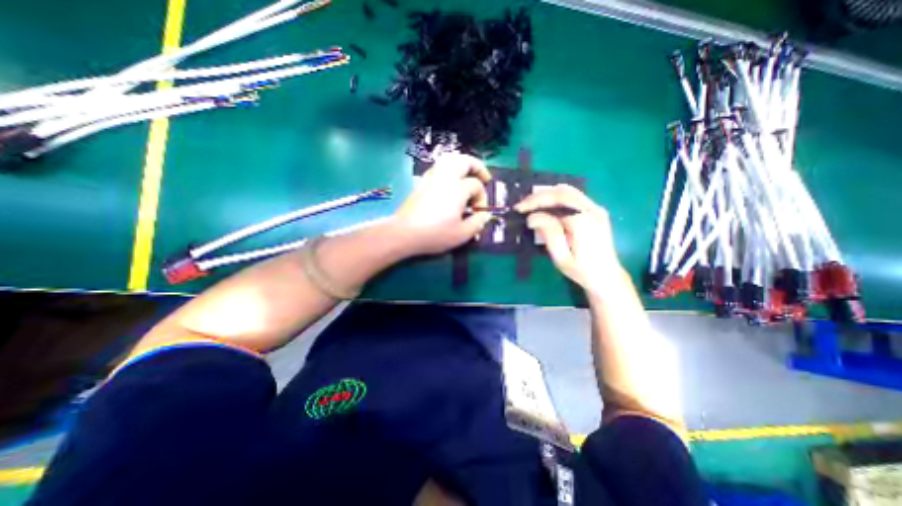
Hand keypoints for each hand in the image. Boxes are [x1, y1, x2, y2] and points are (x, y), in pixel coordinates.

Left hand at [396, 152, 491, 256]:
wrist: (404, 233)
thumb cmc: (435, 234)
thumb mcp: (462, 234)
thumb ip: (477, 223)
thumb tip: (484, 215)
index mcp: (457, 188)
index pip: (476, 186)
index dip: (482, 198)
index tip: (479, 212)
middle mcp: (445, 178)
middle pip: (464, 161)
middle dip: (477, 167)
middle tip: (484, 178)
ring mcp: (431, 178)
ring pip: (449, 160)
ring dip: (462, 165)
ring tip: (468, 176)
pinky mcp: (421, 183)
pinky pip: (438, 168)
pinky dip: (449, 170)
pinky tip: (450, 183)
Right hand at [518, 185, 624, 292]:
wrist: (607, 276)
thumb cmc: (581, 271)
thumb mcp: (562, 258)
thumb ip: (549, 234)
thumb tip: (533, 217)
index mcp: (584, 223)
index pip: (557, 202)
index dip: (535, 202)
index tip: (519, 209)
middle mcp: (592, 211)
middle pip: (563, 192)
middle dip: (539, 196)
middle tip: (522, 205)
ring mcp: (596, 209)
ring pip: (569, 191)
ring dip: (547, 195)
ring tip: (531, 204)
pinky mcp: (596, 211)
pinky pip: (574, 196)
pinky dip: (556, 197)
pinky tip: (546, 206)